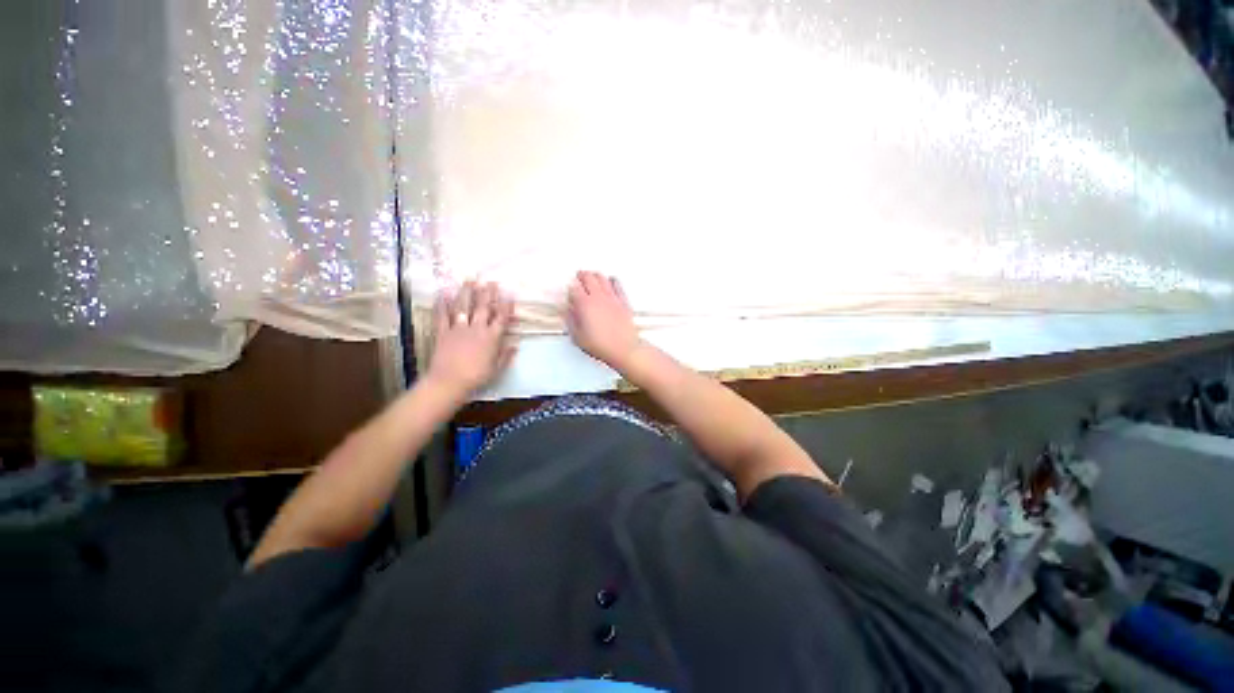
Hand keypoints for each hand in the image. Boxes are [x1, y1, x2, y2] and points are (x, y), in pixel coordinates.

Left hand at [428, 282, 515, 395]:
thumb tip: (515, 345)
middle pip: (484, 307)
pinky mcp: (443, 332)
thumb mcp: (496, 369)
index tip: (509, 294)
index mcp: (491, 338)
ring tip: (469, 280)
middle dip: (488, 293)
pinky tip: (443, 294)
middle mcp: (476, 329)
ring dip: (467, 293)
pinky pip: (442, 316)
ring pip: (464, 307)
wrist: (449, 382)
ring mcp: (458, 329)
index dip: (506, 306)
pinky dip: (442, 305)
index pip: (501, 318)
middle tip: (491, 281)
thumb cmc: (476, 377)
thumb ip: (505, 356)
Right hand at [567, 271, 641, 368]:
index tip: (569, 292)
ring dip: (595, 276)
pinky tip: (611, 281)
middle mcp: (598, 297)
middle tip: (578, 278)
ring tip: (592, 278)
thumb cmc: (601, 345)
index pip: (574, 288)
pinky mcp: (623, 301)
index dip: (570, 288)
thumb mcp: (578, 337)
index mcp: (585, 305)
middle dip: (581, 276)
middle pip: (588, 277)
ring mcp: (612, 297)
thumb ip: (571, 320)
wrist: (624, 349)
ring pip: (602, 277)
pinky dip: (612, 280)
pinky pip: (617, 284)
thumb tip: (567, 311)